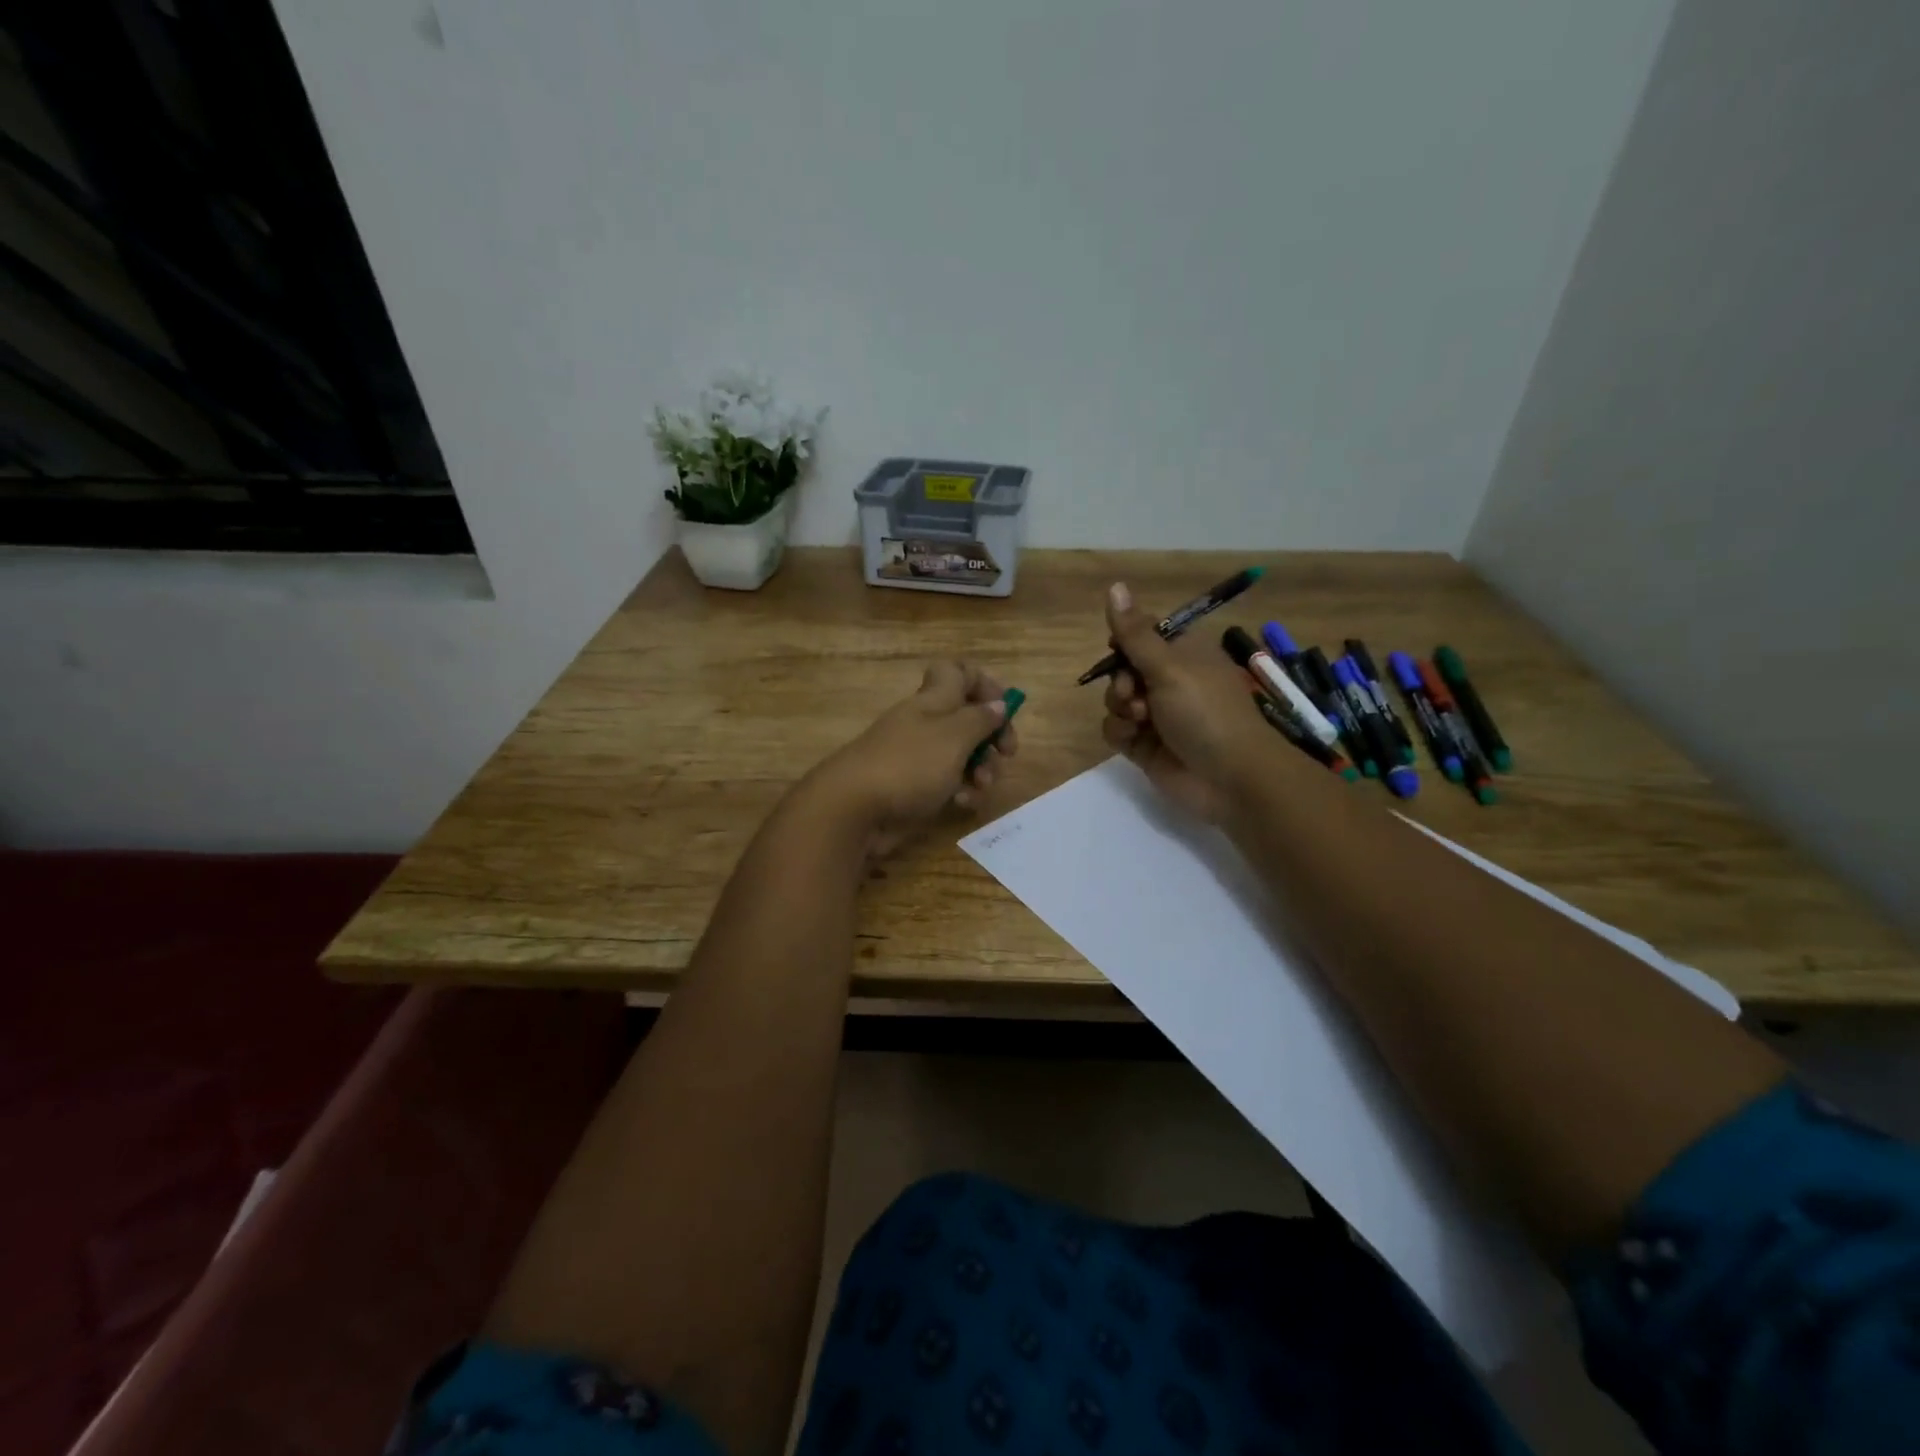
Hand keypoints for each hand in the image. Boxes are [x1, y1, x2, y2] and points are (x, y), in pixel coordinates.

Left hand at [801, 661, 1018, 857]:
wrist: (853, 810)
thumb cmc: (909, 765)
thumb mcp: (953, 737)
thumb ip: (980, 719)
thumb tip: (998, 704)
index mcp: (933, 700)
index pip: (958, 672)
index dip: (984, 683)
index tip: (1004, 707)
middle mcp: (926, 723)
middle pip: (968, 717)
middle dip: (992, 735)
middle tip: (1006, 754)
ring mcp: (918, 757)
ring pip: (962, 754)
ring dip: (981, 768)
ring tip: (982, 785)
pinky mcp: (914, 788)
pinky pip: (947, 783)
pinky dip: (960, 791)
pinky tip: (961, 804)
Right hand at [1100, 582, 1273, 820]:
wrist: (1230, 778)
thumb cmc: (1206, 712)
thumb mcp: (1170, 667)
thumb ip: (1135, 633)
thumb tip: (1115, 585)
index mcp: (1183, 654)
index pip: (1142, 636)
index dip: (1126, 643)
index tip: (1122, 651)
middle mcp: (1169, 681)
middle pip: (1122, 669)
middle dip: (1120, 681)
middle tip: (1133, 693)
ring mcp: (1156, 715)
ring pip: (1115, 701)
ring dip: (1119, 708)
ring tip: (1140, 721)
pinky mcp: (1145, 746)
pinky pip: (1116, 730)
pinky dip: (1120, 733)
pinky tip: (1135, 739)